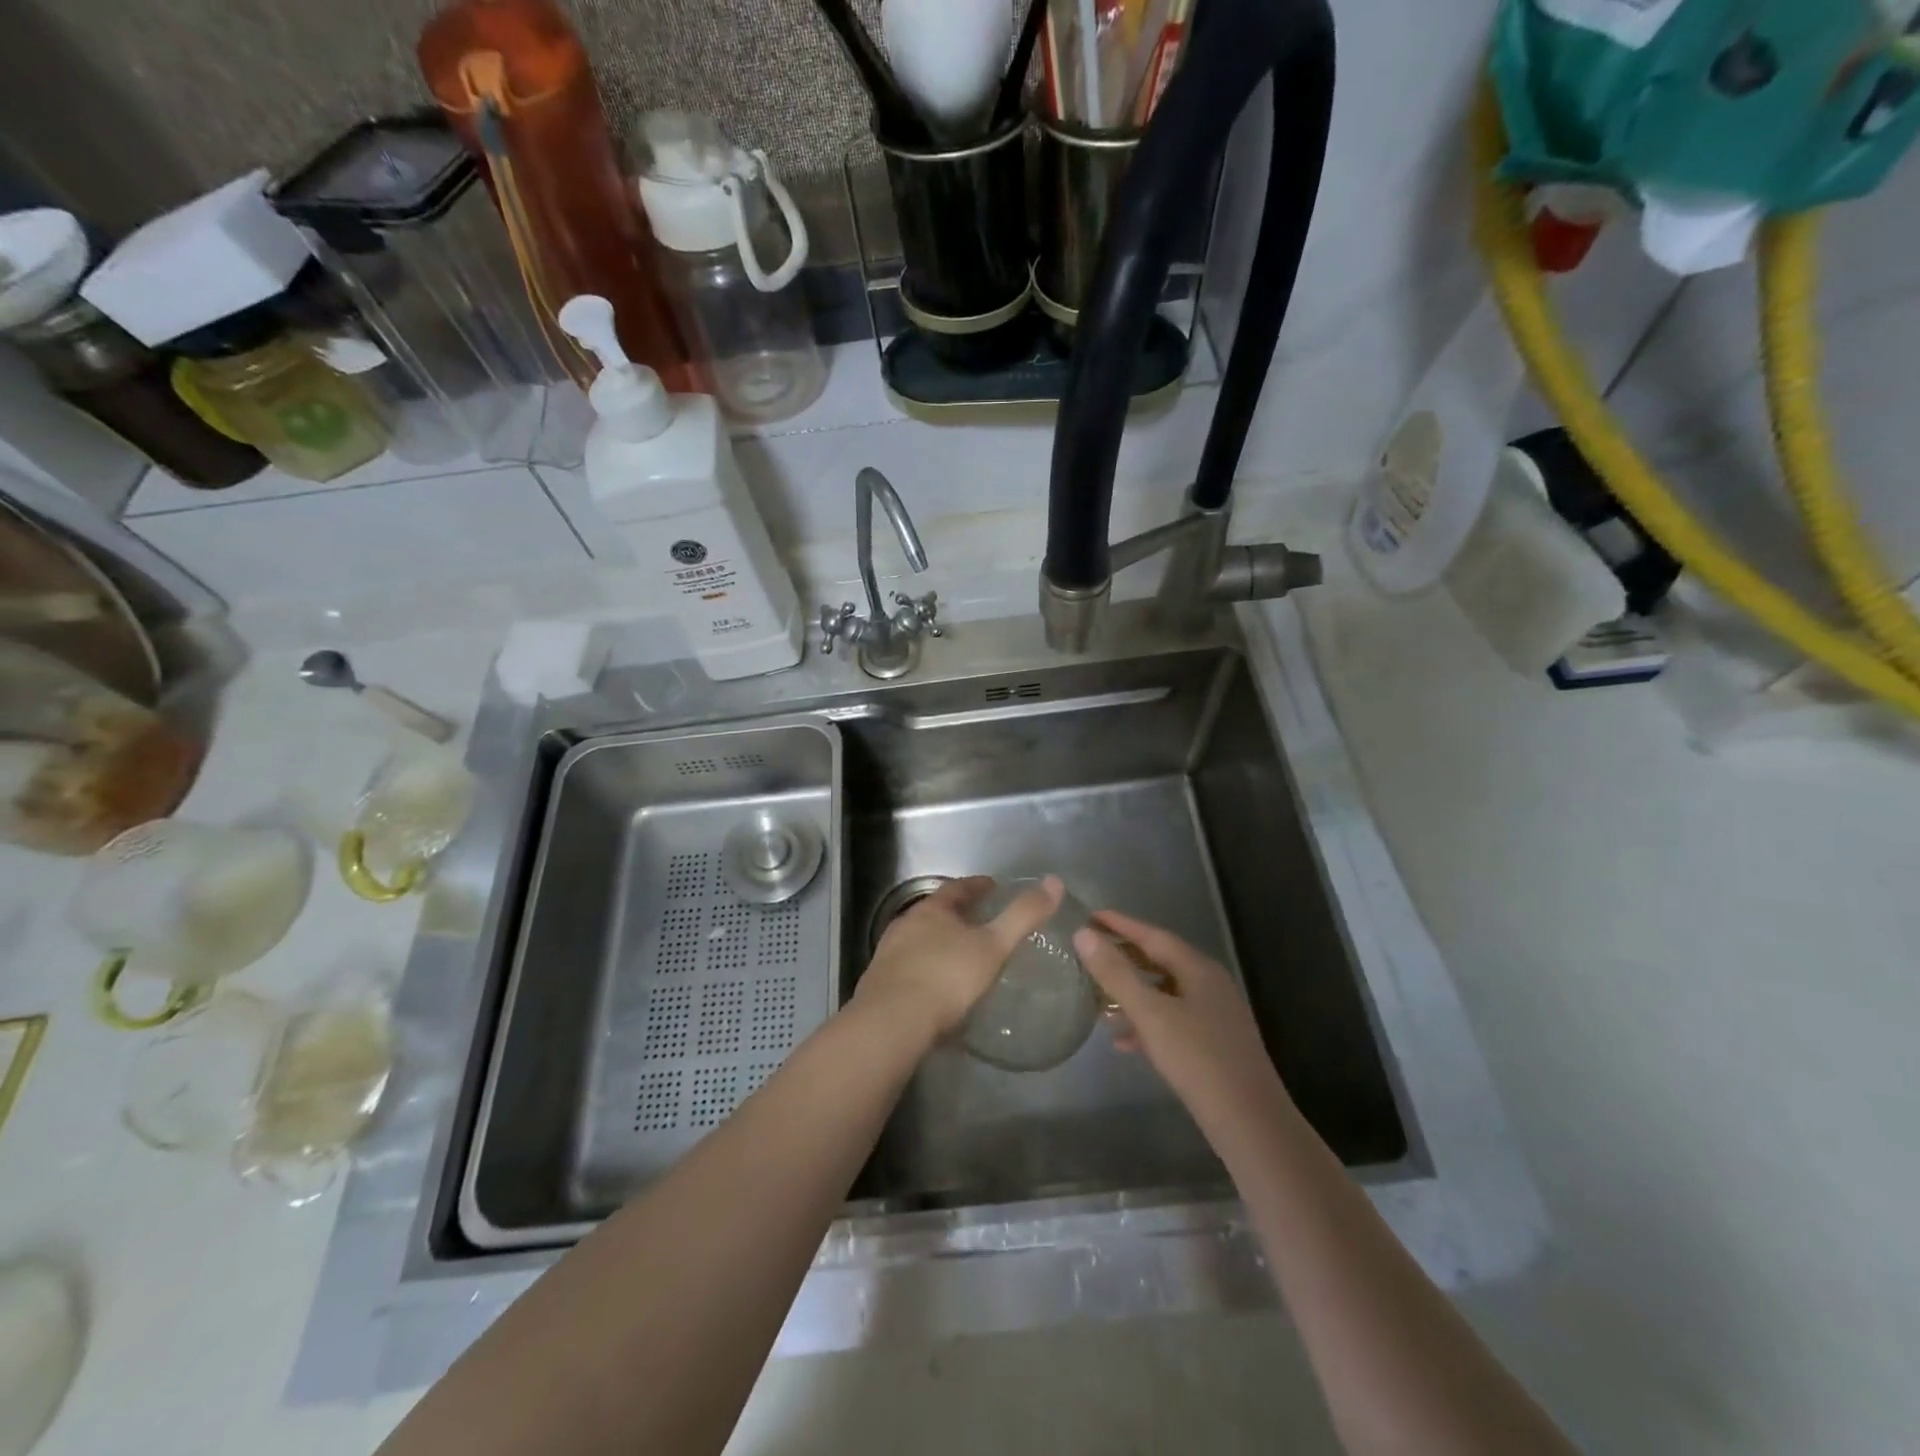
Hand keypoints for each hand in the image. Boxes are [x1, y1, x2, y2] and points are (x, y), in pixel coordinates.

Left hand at [853, 875, 1064, 1051]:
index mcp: (932, 910)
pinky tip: (938, 989)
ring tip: (962, 956)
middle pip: (936, 912)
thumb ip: (1023, 916)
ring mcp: (889, 955)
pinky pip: (910, 969)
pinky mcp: (880, 985)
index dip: (978, 886)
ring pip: (920, 941)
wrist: (892, 1022)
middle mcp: (906, 925)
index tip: (994, 887)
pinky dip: (927, 971)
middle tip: (981, 923)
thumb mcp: (993, 946)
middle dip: (958, 915)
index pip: (958, 888)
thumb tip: (1054, 882)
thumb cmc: (947, 977)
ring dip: (939, 944)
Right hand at [1074, 910, 1290, 1136]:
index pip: (1153, 935)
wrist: (1250, 1123)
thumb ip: (1116, 973)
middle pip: (1159, 960)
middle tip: (1088, 952)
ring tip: (1097, 998)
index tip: (1089, 916)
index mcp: (1198, 969)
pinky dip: (1146, 1023)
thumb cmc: (1198, 1059)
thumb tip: (1083, 934)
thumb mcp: (1150, 1013)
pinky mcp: (1213, 1044)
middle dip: (1123, 957)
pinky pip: (1172, 1021)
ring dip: (1131, 993)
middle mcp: (1209, 984)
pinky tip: (1122, 1042)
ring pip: (1164, 993)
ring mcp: (1214, 1015)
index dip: (1120, 924)